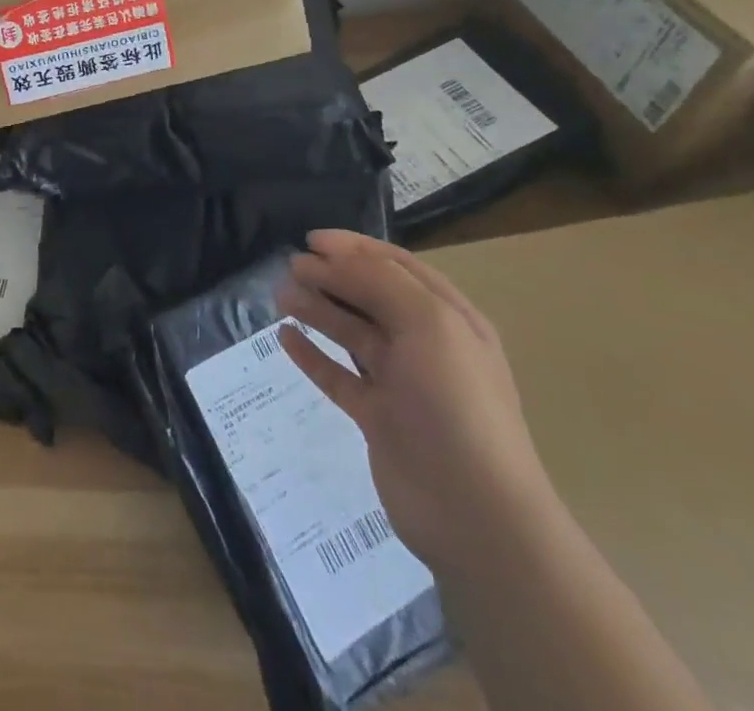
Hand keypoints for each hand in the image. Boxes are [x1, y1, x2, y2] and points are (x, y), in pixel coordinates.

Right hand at [275, 230, 555, 573]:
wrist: (473, 513)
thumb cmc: (456, 403)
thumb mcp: (428, 323)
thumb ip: (379, 281)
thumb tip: (330, 258)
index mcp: (449, 318)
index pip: (396, 267)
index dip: (354, 247)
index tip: (310, 240)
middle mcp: (426, 345)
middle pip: (369, 296)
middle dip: (330, 276)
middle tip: (289, 267)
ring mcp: (401, 383)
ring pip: (350, 333)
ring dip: (316, 309)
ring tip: (279, 296)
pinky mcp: (378, 417)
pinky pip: (337, 375)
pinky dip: (312, 355)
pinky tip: (285, 338)